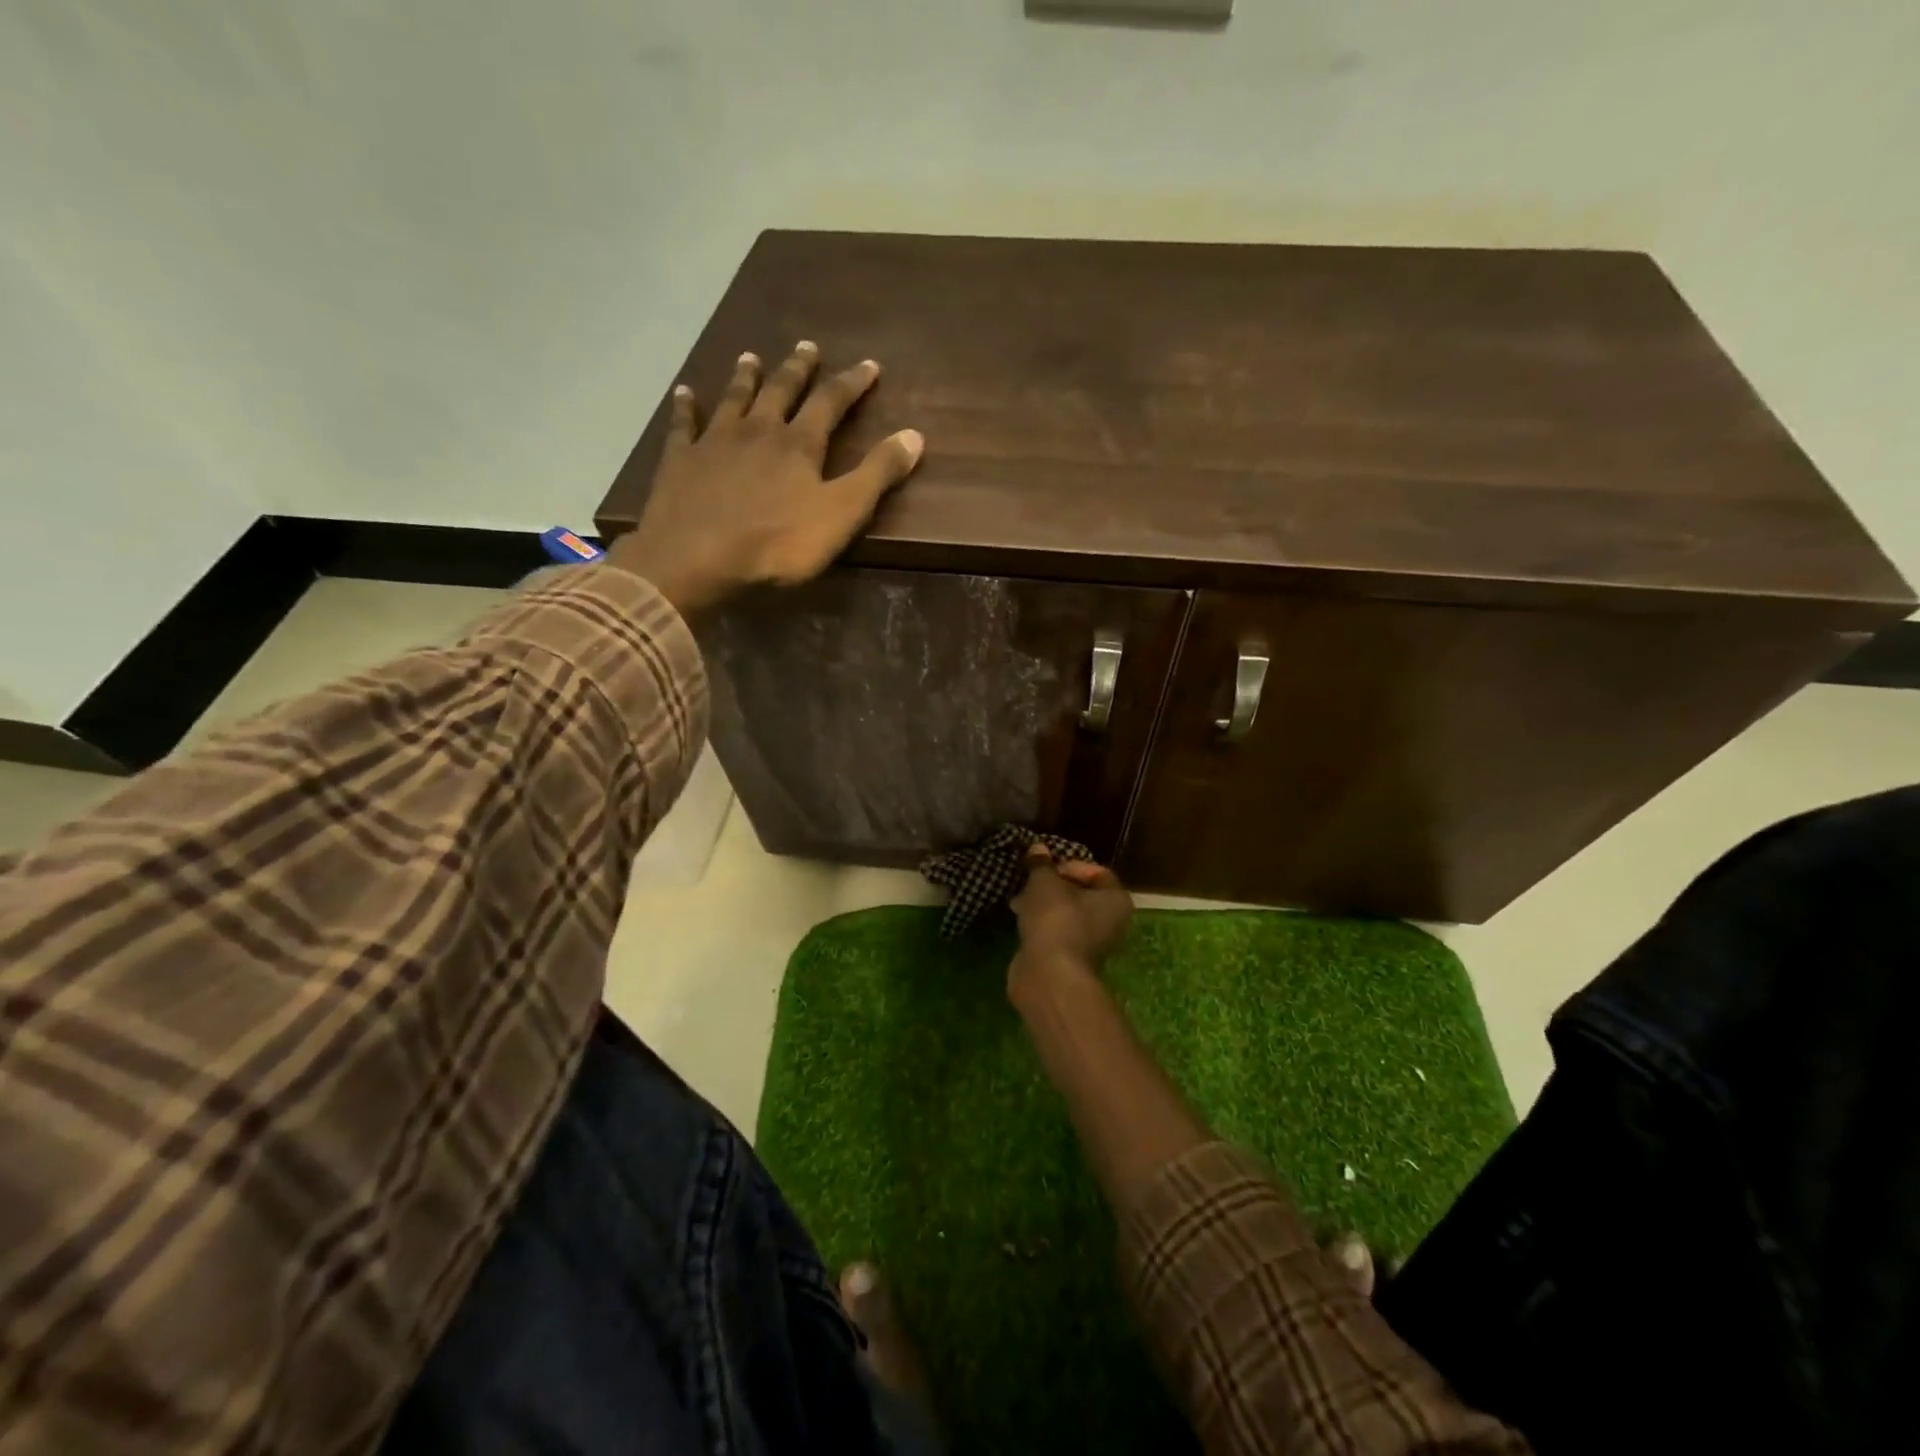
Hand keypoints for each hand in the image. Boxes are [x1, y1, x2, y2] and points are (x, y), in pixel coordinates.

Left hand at [607, 341, 924, 614]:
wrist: (697, 557)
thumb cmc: (777, 542)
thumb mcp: (842, 513)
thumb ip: (877, 475)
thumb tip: (915, 435)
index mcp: (799, 444)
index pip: (832, 403)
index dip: (852, 383)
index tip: (869, 365)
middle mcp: (758, 430)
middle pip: (781, 391)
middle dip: (798, 370)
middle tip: (807, 348)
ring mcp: (715, 441)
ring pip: (734, 399)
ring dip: (746, 378)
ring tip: (751, 357)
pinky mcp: (681, 460)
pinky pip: (684, 425)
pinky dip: (686, 407)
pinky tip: (684, 393)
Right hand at [1008, 844, 1132, 1000]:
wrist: (1049, 974)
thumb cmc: (1056, 919)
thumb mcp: (1045, 882)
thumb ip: (1041, 864)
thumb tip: (1037, 848)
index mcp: (1115, 900)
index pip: (1097, 871)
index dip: (1070, 864)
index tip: (1046, 867)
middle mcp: (1110, 922)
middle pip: (1081, 893)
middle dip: (1052, 884)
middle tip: (1030, 880)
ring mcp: (1090, 943)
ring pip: (1066, 913)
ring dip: (1043, 904)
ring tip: (1019, 898)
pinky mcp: (1069, 958)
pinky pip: (1055, 931)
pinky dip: (1040, 923)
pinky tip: (1019, 918)